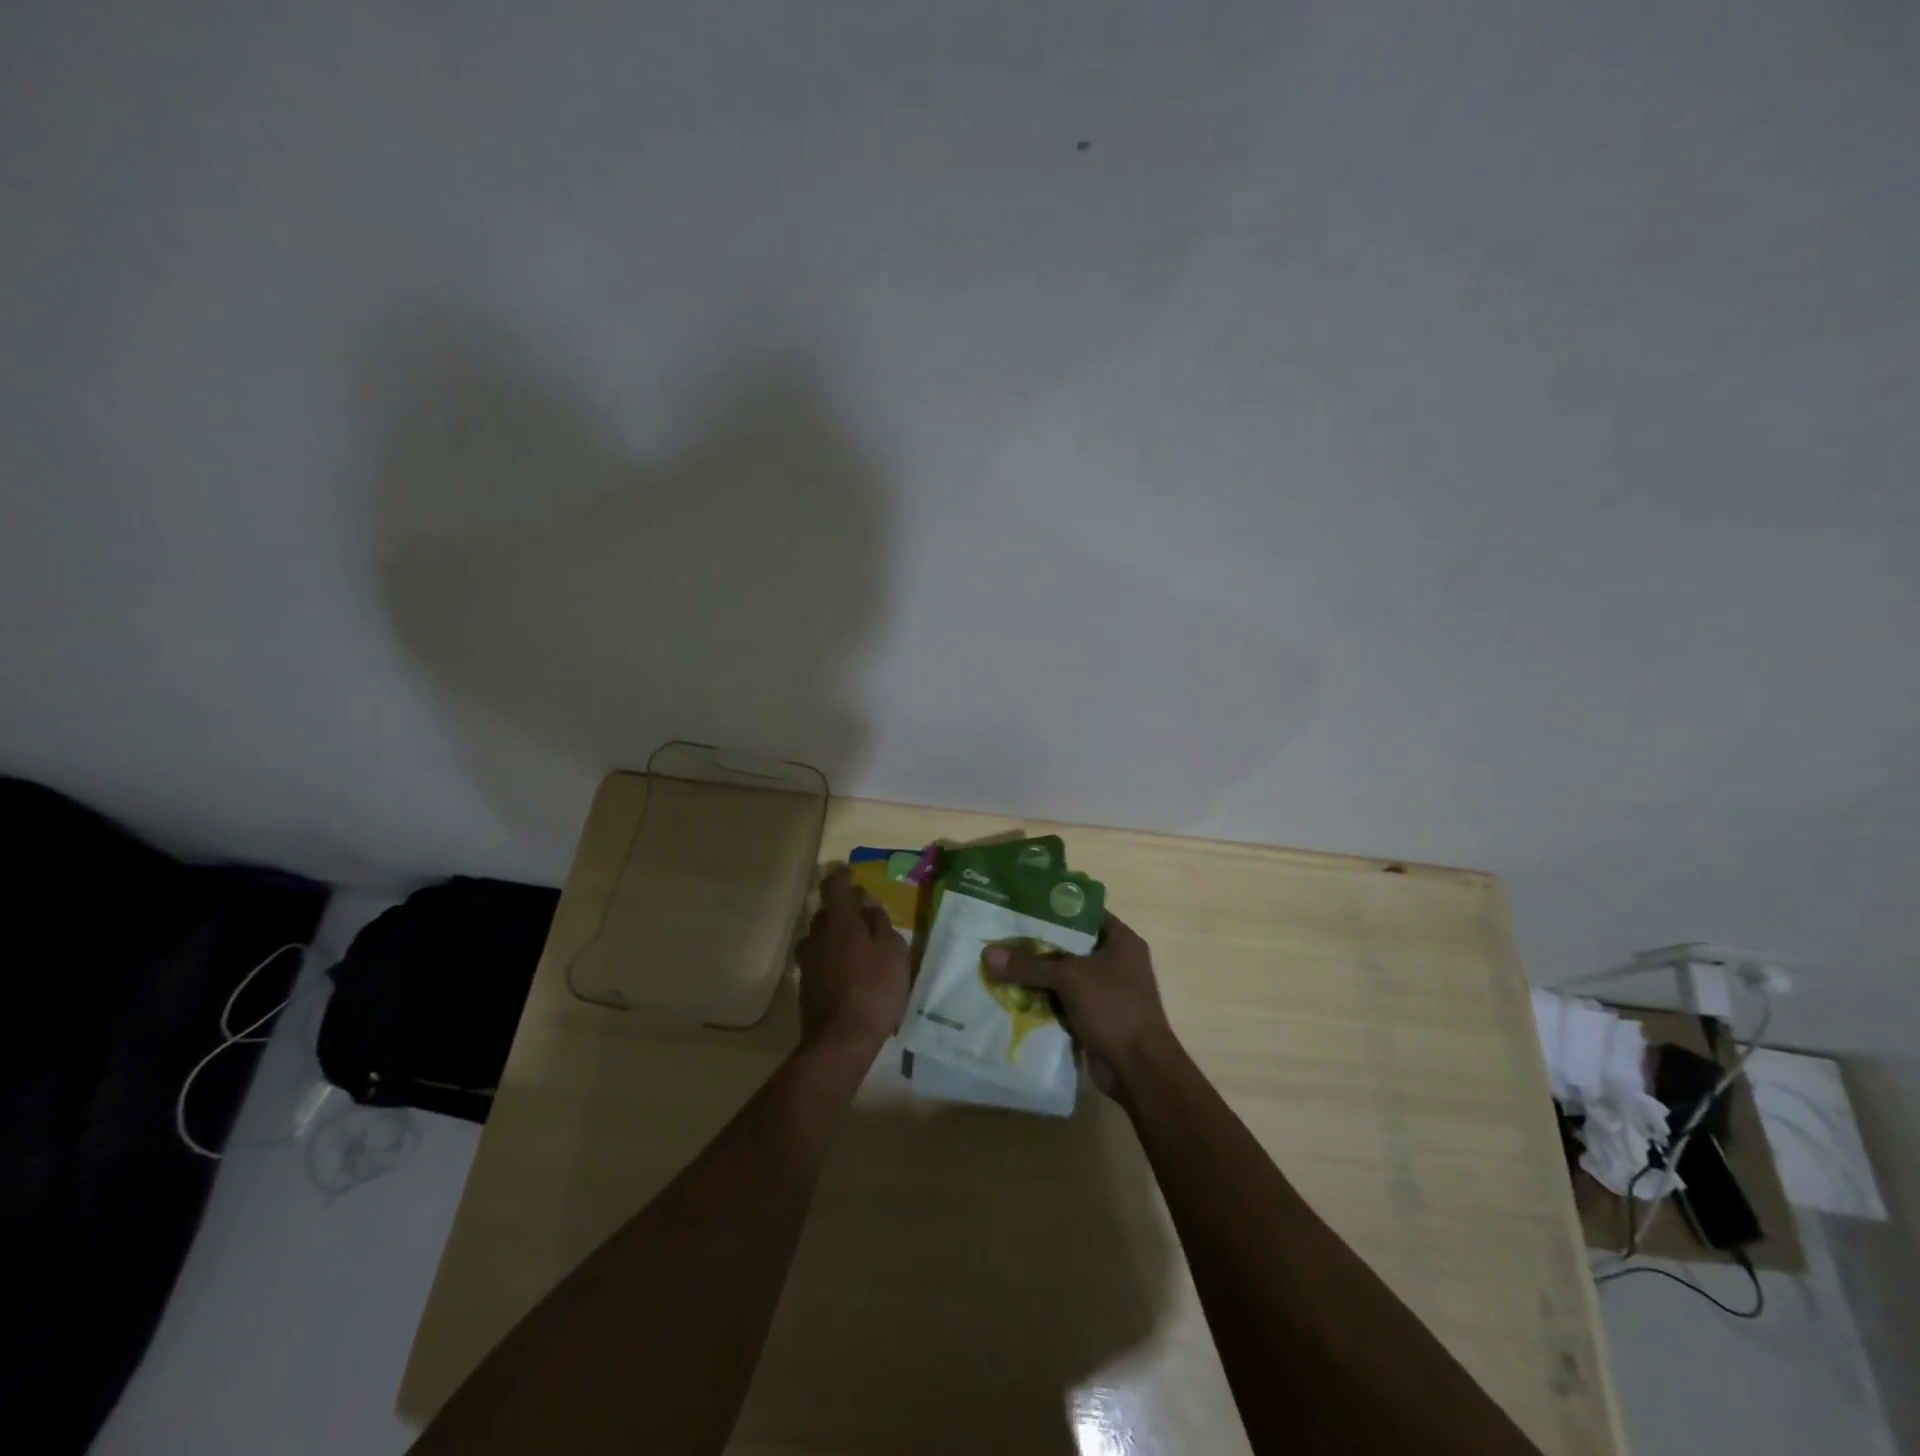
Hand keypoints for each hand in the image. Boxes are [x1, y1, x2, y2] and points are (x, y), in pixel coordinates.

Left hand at [794, 866, 910, 1055]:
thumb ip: (880, 923)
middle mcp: (818, 935)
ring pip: (819, 936)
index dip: (841, 877)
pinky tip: (846, 970)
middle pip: (826, 912)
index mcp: (840, 921)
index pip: (834, 887)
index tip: (850, 873)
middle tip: (863, 914)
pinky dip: (830, 956)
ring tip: (855, 944)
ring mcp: (808, 961)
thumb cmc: (875, 990)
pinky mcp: (805, 985)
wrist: (840, 1041)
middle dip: (842, 908)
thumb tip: (867, 904)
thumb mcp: (893, 952)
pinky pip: (818, 959)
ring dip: (834, 934)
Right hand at [983, 914, 1176, 1097]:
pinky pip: (1063, 1000)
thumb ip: (1030, 964)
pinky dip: (1042, 999)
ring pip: (1063, 975)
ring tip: (999, 963)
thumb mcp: (1070, 978)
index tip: (1020, 907)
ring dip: (1036, 975)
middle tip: (1001, 937)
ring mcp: (1106, 991)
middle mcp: (1115, 961)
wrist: (1139, 1070)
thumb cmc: (1114, 1008)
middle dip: (1037, 945)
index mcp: (1121, 940)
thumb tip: (988, 953)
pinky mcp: (1095, 1016)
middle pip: (1069, 945)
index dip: (1053, 909)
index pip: (1083, 913)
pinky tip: (1011, 995)